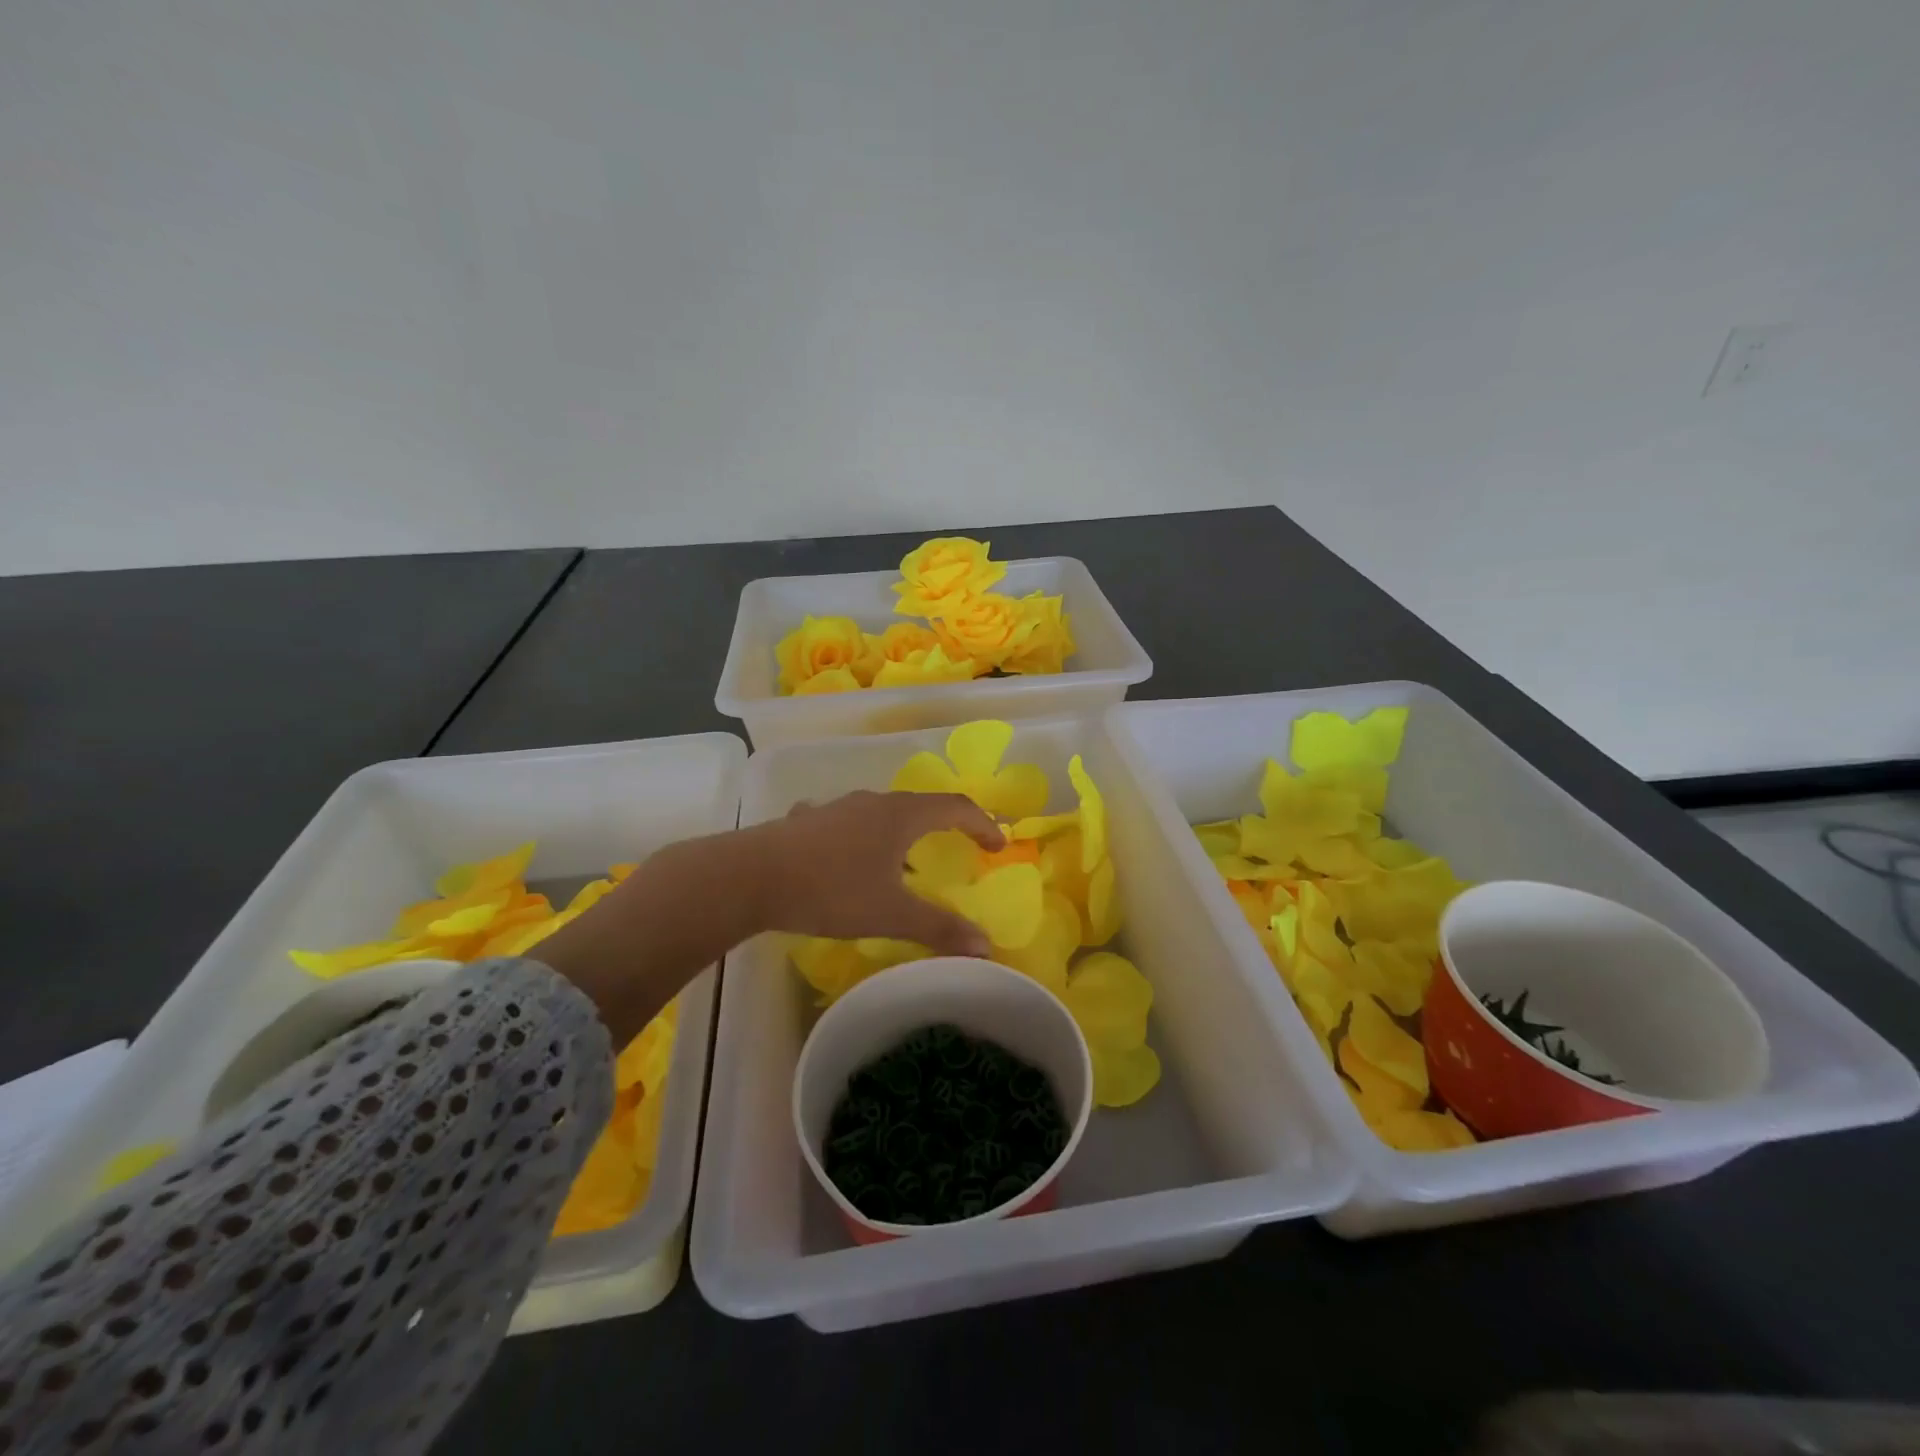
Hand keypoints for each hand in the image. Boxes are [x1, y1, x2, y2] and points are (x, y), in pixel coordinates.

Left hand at [749, 790, 1005, 956]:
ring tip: (905, 859)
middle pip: (920, 805)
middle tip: (959, 847)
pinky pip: (846, 822)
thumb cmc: (830, 889)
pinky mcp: (807, 821)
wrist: (750, 876)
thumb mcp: (890, 913)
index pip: (955, 807)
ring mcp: (836, 807)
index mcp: (900, 815)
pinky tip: (847, 854)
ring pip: (881, 813)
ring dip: (902, 831)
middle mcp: (872, 802)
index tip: (997, 845)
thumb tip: (985, 945)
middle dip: (945, 825)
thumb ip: (939, 927)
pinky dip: (861, 836)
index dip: (982, 823)